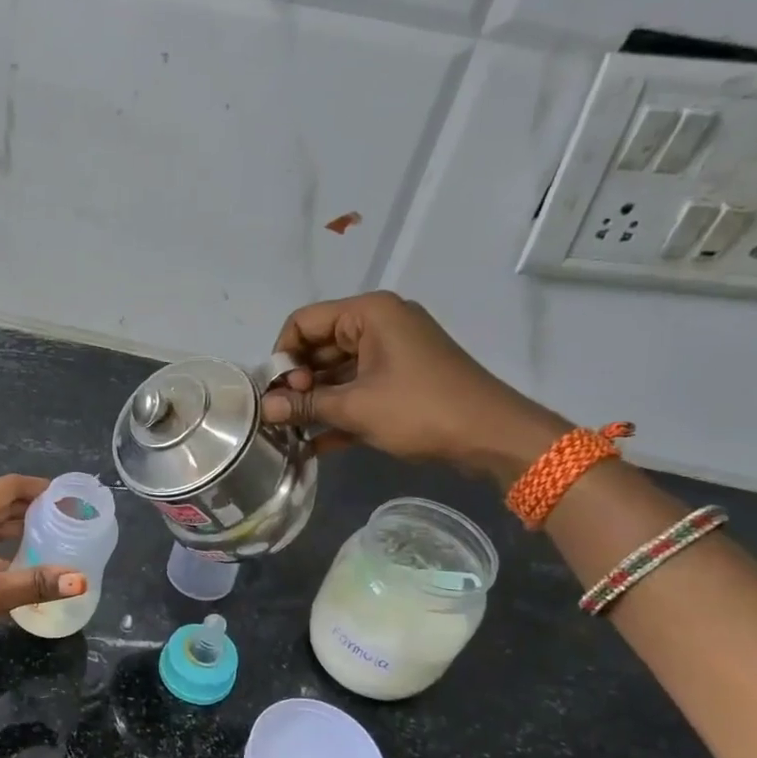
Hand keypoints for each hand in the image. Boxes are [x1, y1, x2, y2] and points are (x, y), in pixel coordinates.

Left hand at [0, 475, 86, 655]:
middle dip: (33, 510)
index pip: (9, 487)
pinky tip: (20, 567)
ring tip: (52, 541)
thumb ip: (34, 583)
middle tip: (68, 521)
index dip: (41, 488)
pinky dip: (0, 551)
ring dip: (17, 532)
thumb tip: (79, 579)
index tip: (70, 496)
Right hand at [259, 291, 567, 484]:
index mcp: (369, 313)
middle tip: (281, 416)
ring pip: (337, 371)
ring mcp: (392, 353)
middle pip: (319, 345)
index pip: (304, 321)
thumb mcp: (356, 407)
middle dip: (297, 382)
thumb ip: (306, 405)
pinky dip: (339, 411)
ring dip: (315, 401)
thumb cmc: (420, 409)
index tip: (274, 393)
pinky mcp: (401, 380)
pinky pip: (358, 388)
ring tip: (290, 432)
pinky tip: (314, 444)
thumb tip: (264, 409)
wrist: (492, 435)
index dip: (282, 356)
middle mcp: (379, 324)